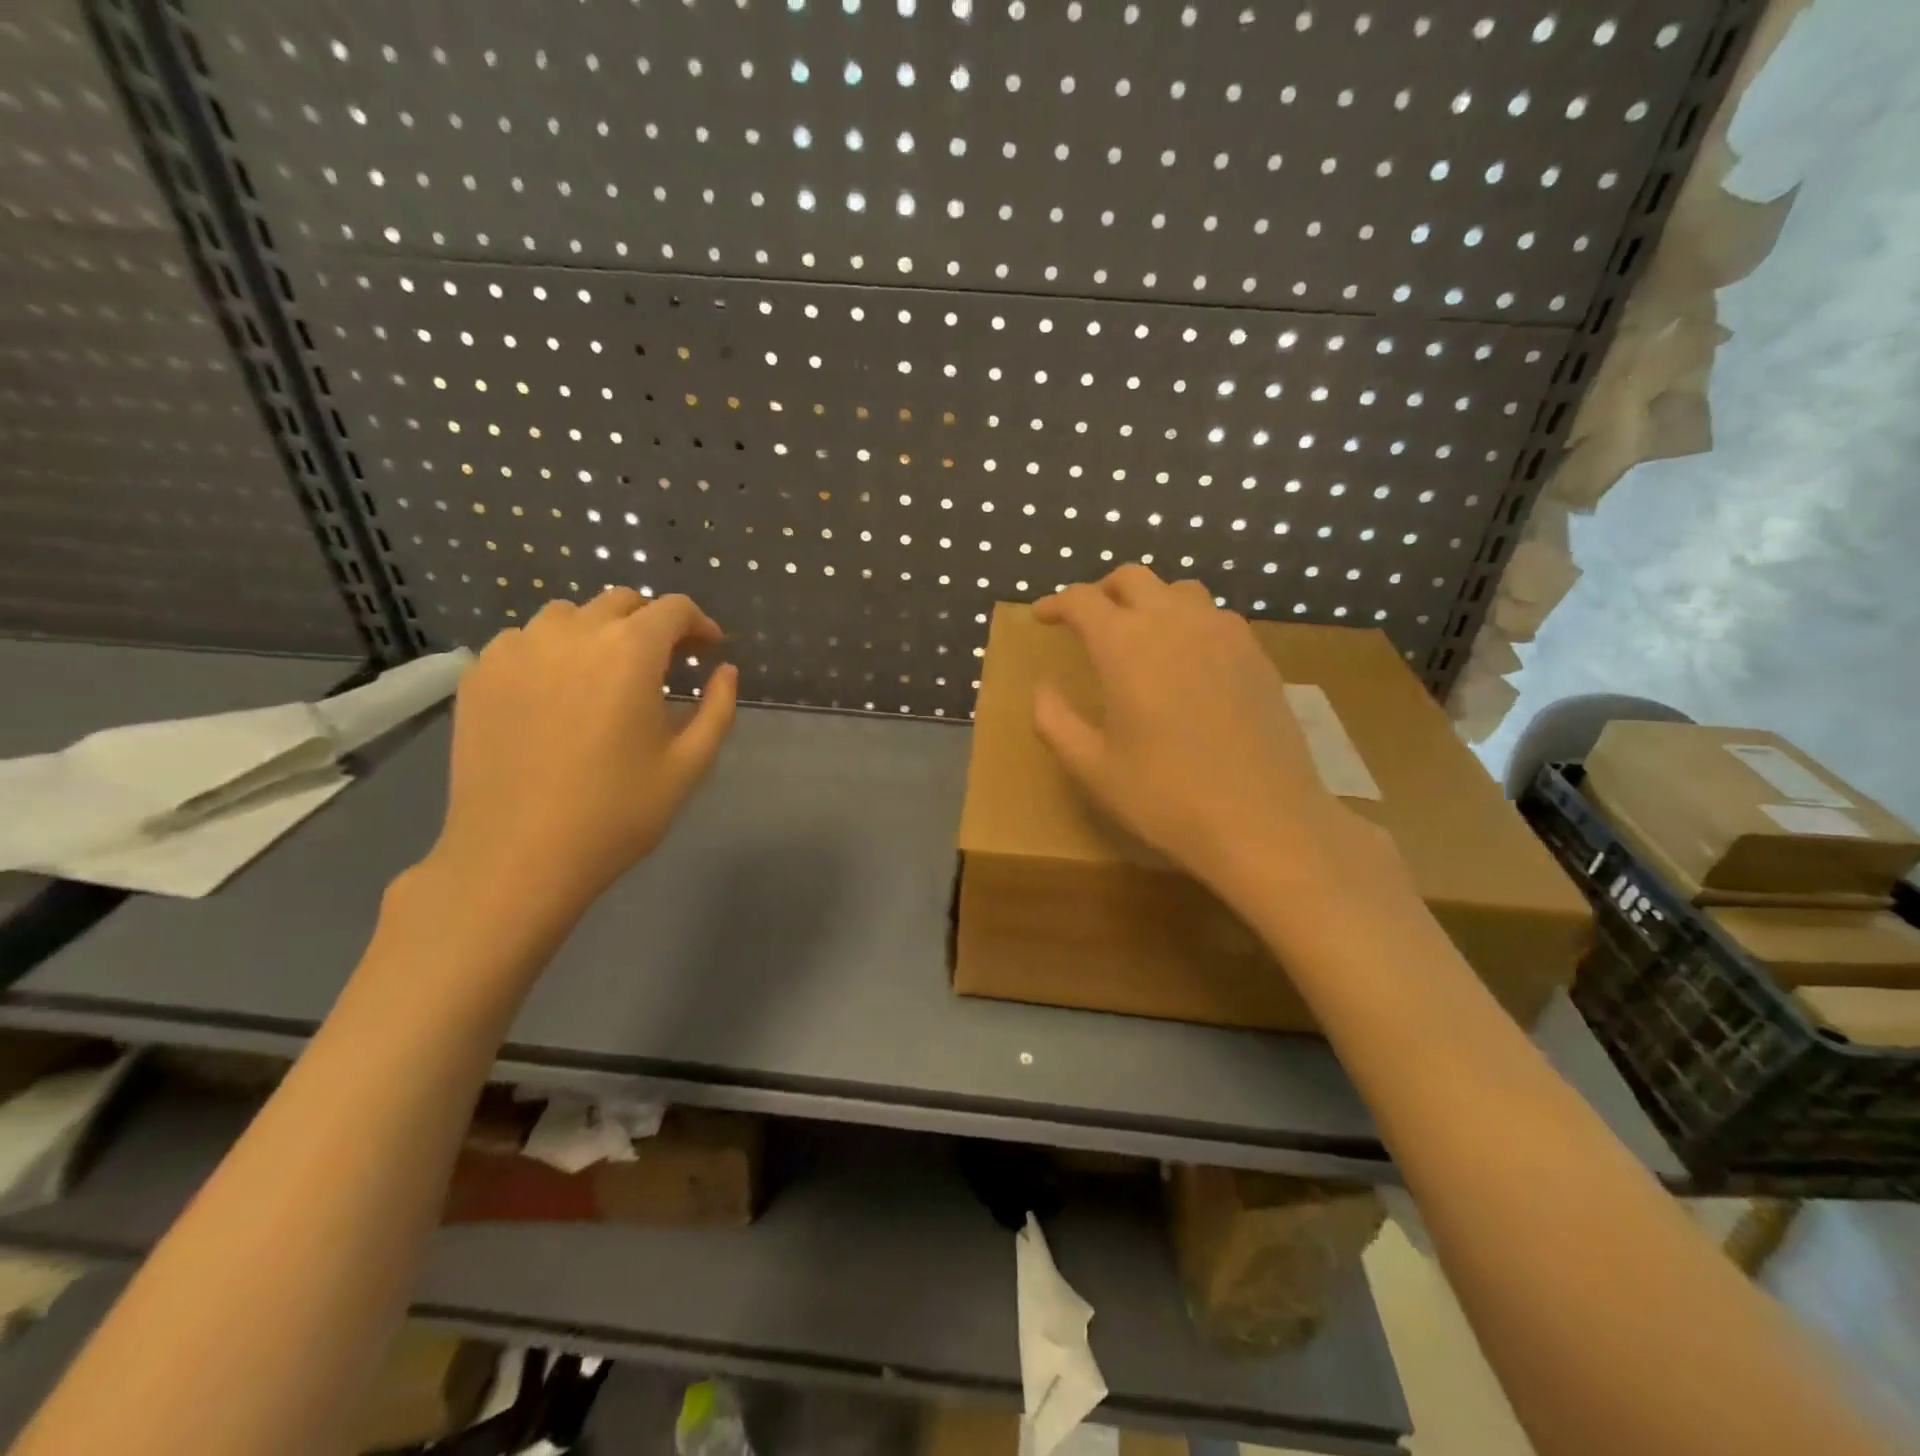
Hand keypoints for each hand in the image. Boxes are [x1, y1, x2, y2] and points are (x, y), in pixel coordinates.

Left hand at [425, 590, 738, 920]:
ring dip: (599, 632)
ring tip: (606, 674)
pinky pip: (524, 641)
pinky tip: (557, 692)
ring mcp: (518, 650)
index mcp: (630, 651)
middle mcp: (572, 634)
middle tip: (666, 663)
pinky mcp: (480, 674)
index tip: (710, 651)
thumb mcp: (689, 765)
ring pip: (568, 615)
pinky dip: (551, 652)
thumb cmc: (617, 813)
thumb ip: (718, 708)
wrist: (517, 856)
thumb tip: (724, 671)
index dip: (699, 624)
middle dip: (652, 624)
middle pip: (621, 602)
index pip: (673, 609)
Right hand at [1032, 567, 1396, 904]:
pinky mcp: (1256, 654)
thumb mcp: (1092, 768)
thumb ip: (1055, 721)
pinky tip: (1187, 659)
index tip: (1042, 617)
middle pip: (1132, 579)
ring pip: (1178, 590)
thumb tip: (1042, 689)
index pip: (1082, 600)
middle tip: (1086, 620)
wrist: (1264, 821)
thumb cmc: (1166, 797)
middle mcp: (1174, 622)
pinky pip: (1214, 616)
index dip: (1056, 603)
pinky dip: (1187, 621)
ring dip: (1149, 600)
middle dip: (1101, 591)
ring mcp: (1223, 633)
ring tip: (1138, 634)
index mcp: (1125, 644)